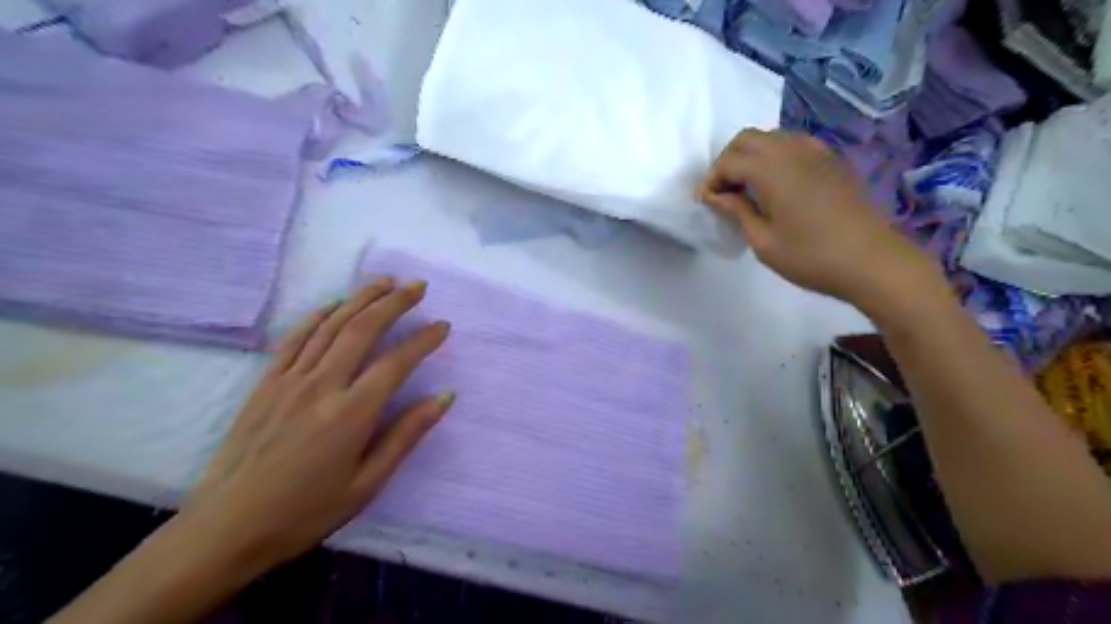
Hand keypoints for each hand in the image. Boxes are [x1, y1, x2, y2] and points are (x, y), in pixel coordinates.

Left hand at [175, 279, 447, 577]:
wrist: (226, 528)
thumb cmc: (306, 512)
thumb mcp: (367, 484)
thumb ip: (406, 435)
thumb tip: (444, 397)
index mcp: (351, 414)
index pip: (397, 363)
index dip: (424, 340)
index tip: (443, 326)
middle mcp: (322, 386)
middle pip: (363, 329)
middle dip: (394, 303)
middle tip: (418, 286)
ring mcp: (290, 380)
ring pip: (330, 326)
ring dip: (360, 298)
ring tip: (384, 282)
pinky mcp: (266, 383)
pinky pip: (295, 338)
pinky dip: (318, 316)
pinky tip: (335, 304)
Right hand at [702, 130, 934, 308]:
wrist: (871, 260)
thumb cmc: (811, 256)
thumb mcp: (763, 241)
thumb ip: (737, 211)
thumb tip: (716, 195)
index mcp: (772, 170)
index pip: (729, 160)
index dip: (712, 179)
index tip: (706, 203)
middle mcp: (792, 150)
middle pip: (747, 138)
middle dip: (728, 161)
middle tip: (724, 192)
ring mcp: (816, 152)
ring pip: (771, 137)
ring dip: (751, 155)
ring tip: (747, 188)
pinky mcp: (831, 160)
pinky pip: (794, 144)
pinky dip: (775, 156)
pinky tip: (777, 184)